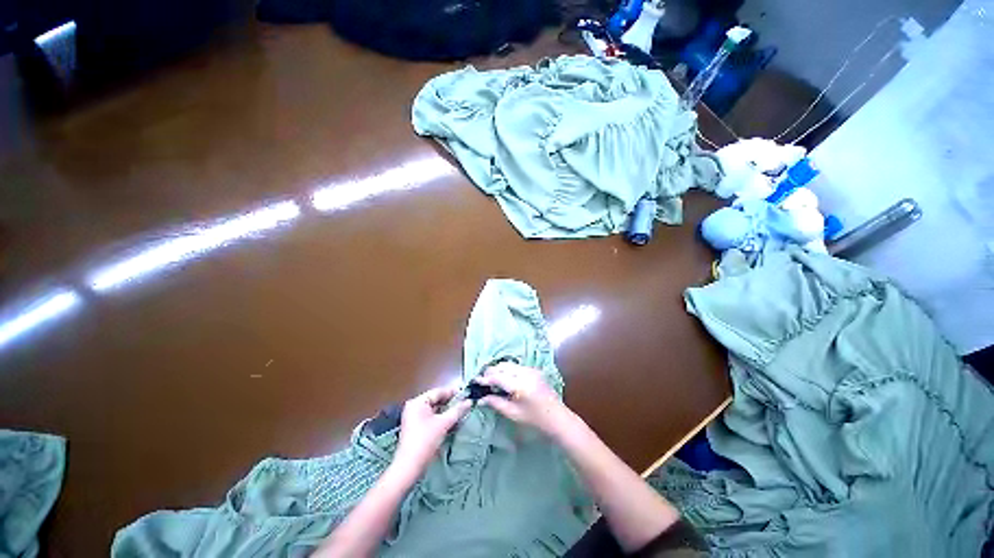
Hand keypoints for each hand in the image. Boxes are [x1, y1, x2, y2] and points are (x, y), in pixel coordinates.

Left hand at [394, 387, 471, 477]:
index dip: (453, 392)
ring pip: (435, 410)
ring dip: (447, 412)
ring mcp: (414, 417)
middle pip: (436, 400)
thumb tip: (469, 401)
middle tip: (465, 404)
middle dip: (451, 403)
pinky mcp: (416, 428)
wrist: (409, 467)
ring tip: (461, 412)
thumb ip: (457, 410)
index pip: (438, 392)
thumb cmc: (425, 441)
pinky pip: (431, 418)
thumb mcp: (444, 423)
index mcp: (418, 402)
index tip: (466, 394)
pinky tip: (453, 422)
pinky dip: (441, 419)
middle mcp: (414, 407)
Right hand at [476, 363, 572, 436]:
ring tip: (491, 379)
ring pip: (509, 364)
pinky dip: (507, 370)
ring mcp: (531, 370)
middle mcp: (525, 373)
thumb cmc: (534, 419)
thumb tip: (481, 398)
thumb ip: (496, 403)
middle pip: (503, 366)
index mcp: (520, 385)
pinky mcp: (534, 370)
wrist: (557, 417)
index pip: (498, 377)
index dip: (485, 378)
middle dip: (491, 371)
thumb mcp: (513, 414)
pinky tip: (504, 378)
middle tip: (482, 380)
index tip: (475, 381)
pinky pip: (516, 366)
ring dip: (499, 369)